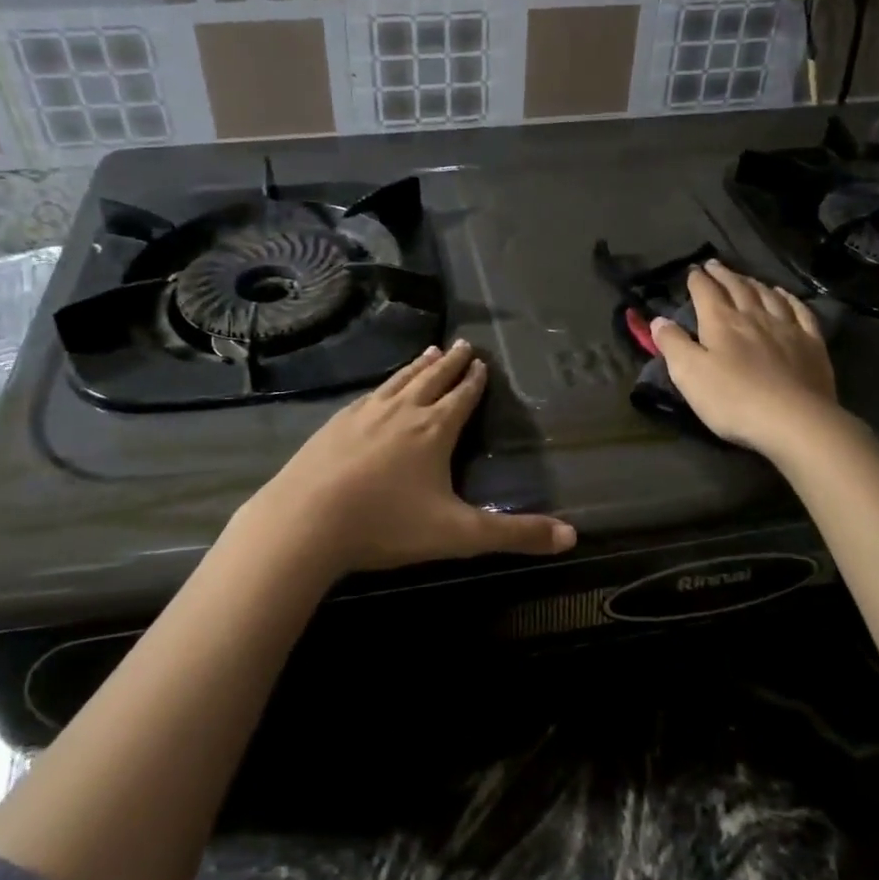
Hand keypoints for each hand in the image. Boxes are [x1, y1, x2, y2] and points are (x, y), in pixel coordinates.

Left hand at [234, 339, 575, 578]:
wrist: (306, 520)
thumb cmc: (387, 524)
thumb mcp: (459, 535)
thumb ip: (515, 535)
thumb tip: (572, 535)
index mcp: (434, 429)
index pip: (461, 396)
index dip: (474, 380)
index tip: (481, 362)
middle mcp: (403, 411)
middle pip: (432, 379)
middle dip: (450, 363)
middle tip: (461, 343)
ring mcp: (365, 413)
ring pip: (400, 381)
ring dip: (418, 366)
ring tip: (430, 351)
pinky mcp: (336, 423)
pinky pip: (370, 394)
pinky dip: (385, 384)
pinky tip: (379, 389)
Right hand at [650, 261, 843, 465]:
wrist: (794, 421)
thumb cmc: (733, 399)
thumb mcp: (689, 374)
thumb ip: (672, 344)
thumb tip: (658, 320)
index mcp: (721, 322)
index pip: (706, 292)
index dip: (697, 280)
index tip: (692, 271)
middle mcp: (753, 316)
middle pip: (737, 287)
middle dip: (723, 275)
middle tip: (715, 265)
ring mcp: (786, 328)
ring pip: (768, 295)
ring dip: (753, 283)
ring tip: (745, 278)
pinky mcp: (812, 344)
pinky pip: (800, 311)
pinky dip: (790, 299)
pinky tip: (785, 296)